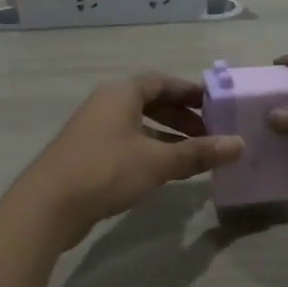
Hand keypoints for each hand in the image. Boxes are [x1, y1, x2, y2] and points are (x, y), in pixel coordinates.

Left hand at [12, 73, 242, 247]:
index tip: (215, 105)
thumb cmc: (106, 171)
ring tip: (193, 155)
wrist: (48, 205)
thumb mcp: (157, 162)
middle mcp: (105, 105)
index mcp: (121, 94)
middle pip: (149, 102)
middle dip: (181, 116)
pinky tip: (164, 172)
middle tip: (208, 134)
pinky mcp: (86, 155)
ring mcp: (93, 130)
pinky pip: (126, 144)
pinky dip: (149, 151)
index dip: (189, 91)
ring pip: (137, 125)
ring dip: (166, 136)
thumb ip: (198, 152)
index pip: (161, 81)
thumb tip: (239, 144)